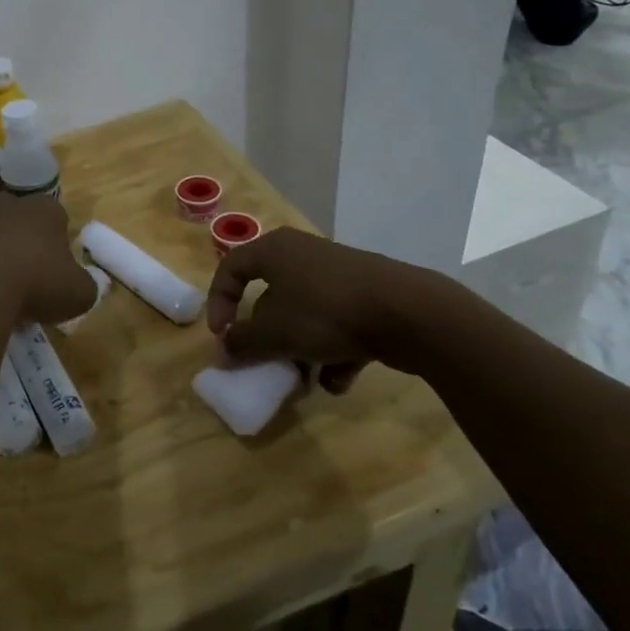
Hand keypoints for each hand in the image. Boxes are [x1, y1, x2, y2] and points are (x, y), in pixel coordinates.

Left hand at [0, 195, 97, 327]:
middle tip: (19, 269)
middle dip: (16, 234)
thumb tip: (79, 287)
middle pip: (14, 213)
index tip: (54, 268)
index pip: (55, 216)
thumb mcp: (79, 294)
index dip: (55, 240)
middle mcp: (7, 206)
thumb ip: (83, 286)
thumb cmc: (38, 285)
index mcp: (45, 212)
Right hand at [207, 228, 433, 392]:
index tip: (222, 336)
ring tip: (306, 380)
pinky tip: (340, 379)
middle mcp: (303, 254)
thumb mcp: (275, 332)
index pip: (231, 269)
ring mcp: (338, 274)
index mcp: (274, 250)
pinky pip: (336, 323)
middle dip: (267, 337)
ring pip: (305, 314)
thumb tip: (223, 351)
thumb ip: (242, 343)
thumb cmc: (327, 312)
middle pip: (270, 296)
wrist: (409, 312)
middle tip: (265, 362)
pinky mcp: (367, 295)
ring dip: (300, 350)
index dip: (219, 303)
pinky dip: (333, 352)